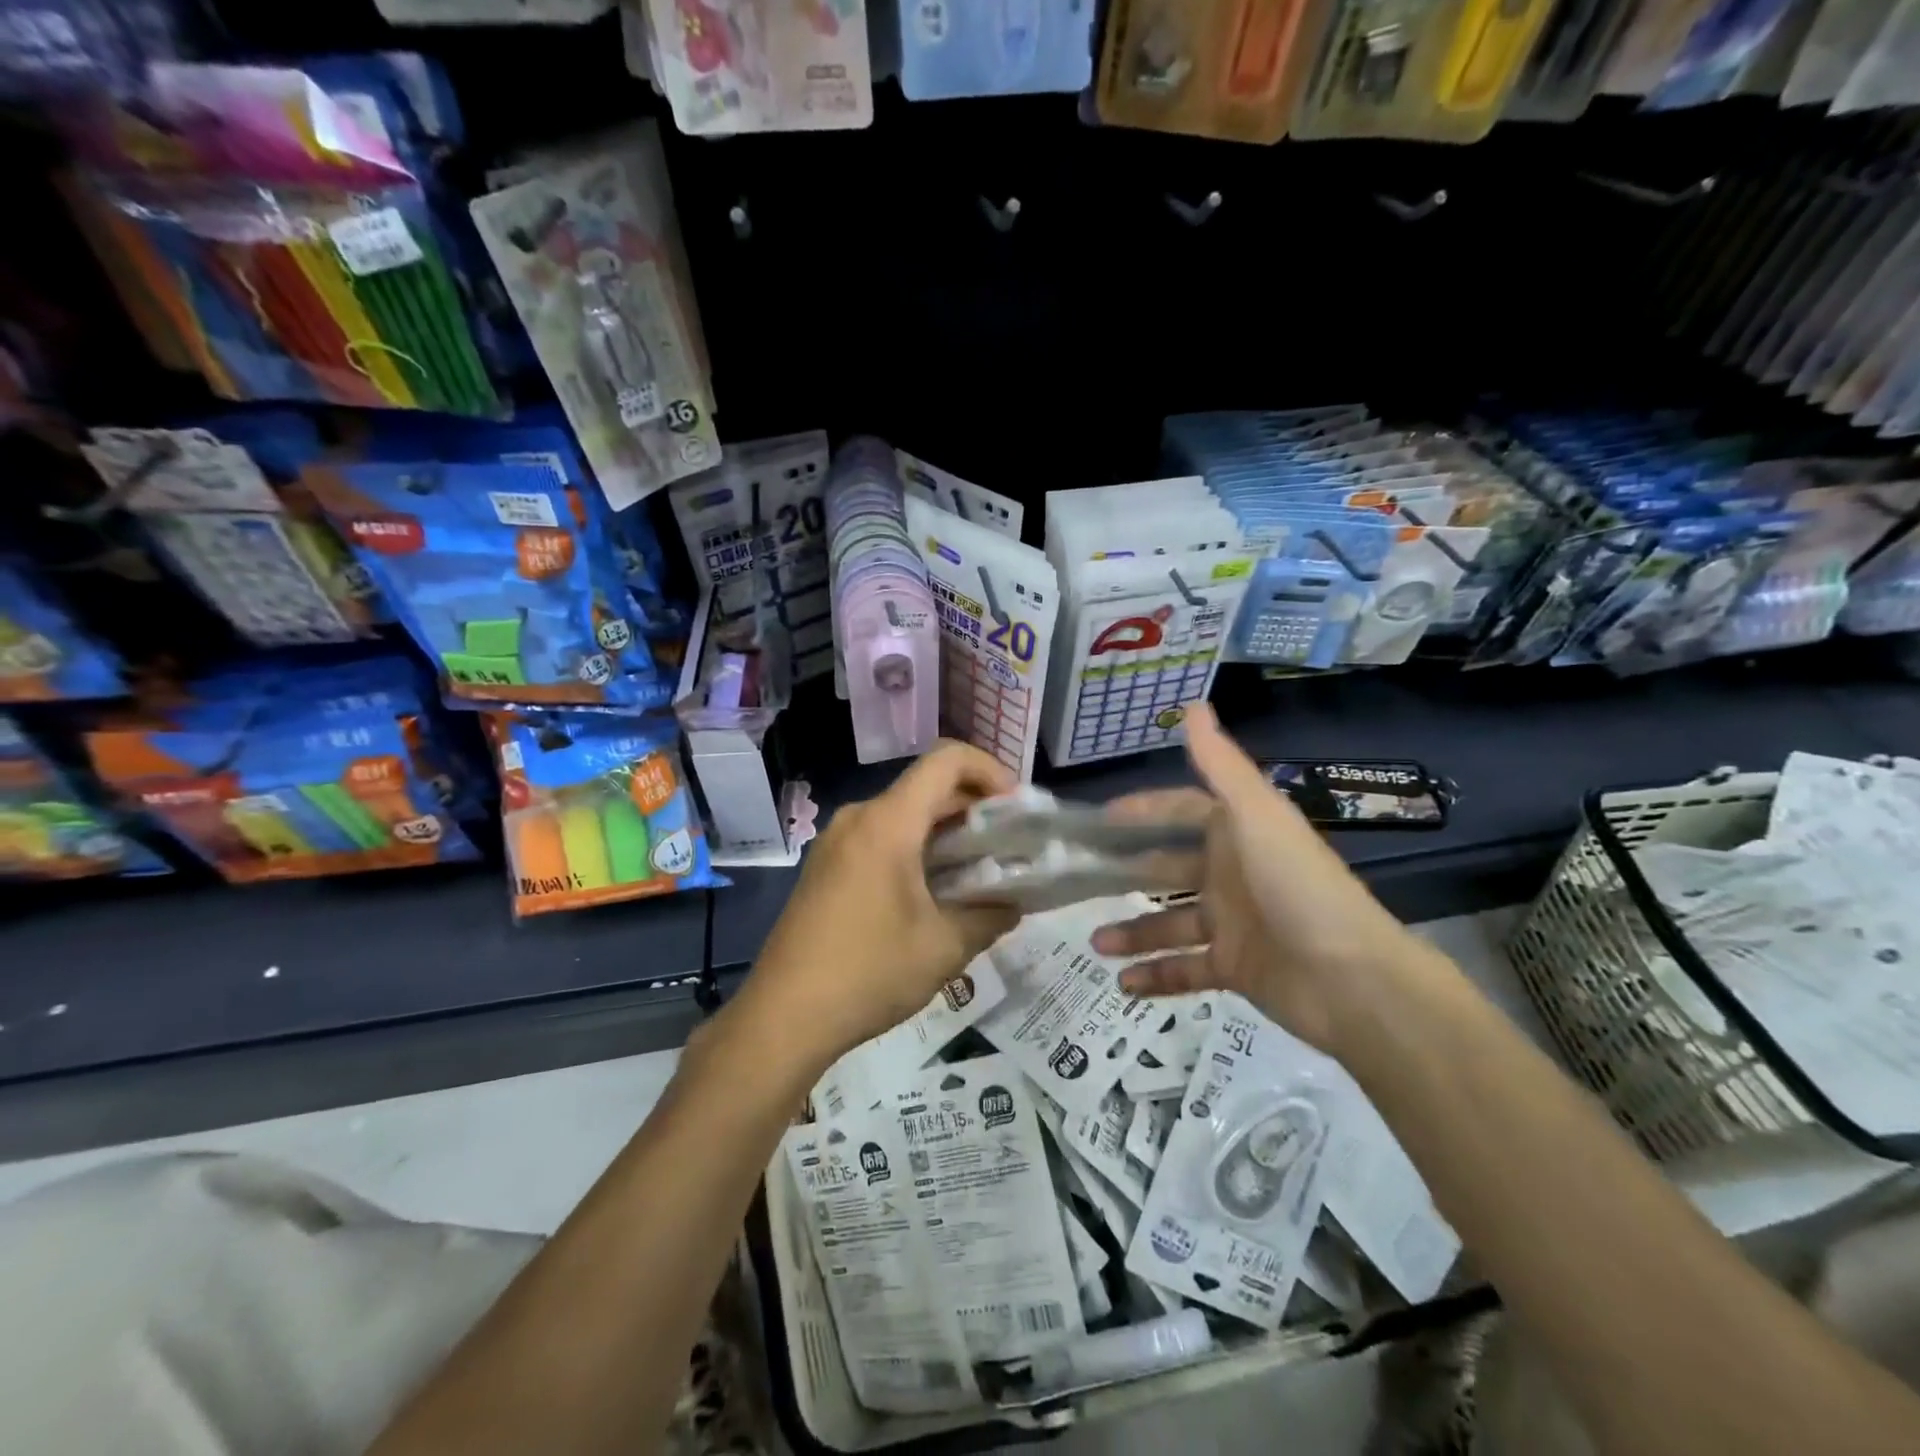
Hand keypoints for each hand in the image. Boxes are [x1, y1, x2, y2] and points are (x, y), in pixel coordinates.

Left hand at [743, 741, 1020, 1066]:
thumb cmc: (869, 972)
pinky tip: (935, 890)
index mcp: (888, 822)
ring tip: (979, 870)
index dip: (990, 770)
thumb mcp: (944, 948)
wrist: (783, 1017)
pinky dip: (916, 848)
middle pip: (926, 787)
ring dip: (945, 832)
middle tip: (1009, 844)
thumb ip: (990, 916)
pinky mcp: (826, 867)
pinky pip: (880, 838)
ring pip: (903, 815)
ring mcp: (836, 842)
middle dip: (974, 807)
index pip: (946, 760)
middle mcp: (859, 818)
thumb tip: (1012, 904)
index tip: (1016, 808)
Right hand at [1090, 703, 1432, 1055]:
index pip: (1180, 813)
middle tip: (1078, 881)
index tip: (1099, 818)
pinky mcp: (1234, 969)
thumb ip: (1221, 765)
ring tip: (1095, 942)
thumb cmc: (1297, 886)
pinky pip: (1185, 970)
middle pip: (1167, 868)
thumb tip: (1192, 705)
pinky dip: (1155, 976)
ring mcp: (1232, 924)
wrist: (1352, 979)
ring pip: (1169, 923)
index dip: (1142, 811)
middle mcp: (1231, 874)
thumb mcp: (1256, 816)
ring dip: (1133, 932)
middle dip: (1126, 873)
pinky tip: (1122, 983)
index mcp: (1237, 834)